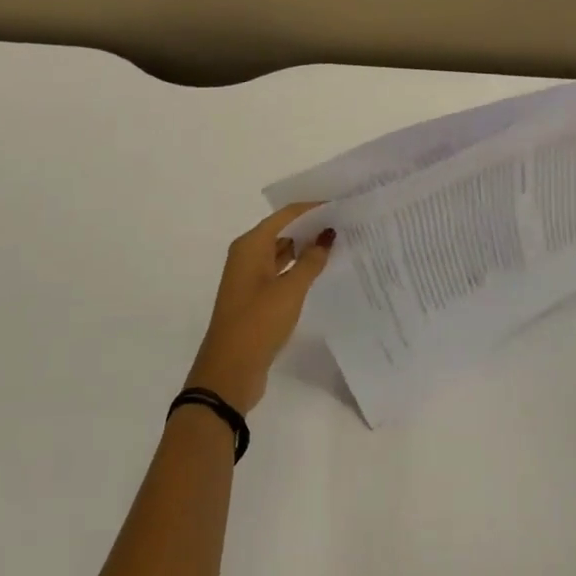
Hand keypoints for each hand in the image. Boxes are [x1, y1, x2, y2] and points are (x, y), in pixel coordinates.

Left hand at [184, 204, 334, 414]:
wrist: (229, 371)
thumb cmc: (257, 323)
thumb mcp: (289, 290)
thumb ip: (310, 261)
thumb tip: (327, 235)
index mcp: (250, 245)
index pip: (285, 215)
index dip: (312, 208)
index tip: (340, 204)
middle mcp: (247, 255)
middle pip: (283, 231)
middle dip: (311, 227)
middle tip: (346, 223)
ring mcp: (250, 278)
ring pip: (282, 252)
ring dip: (306, 248)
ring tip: (339, 244)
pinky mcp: (255, 298)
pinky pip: (280, 272)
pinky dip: (298, 268)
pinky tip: (320, 271)